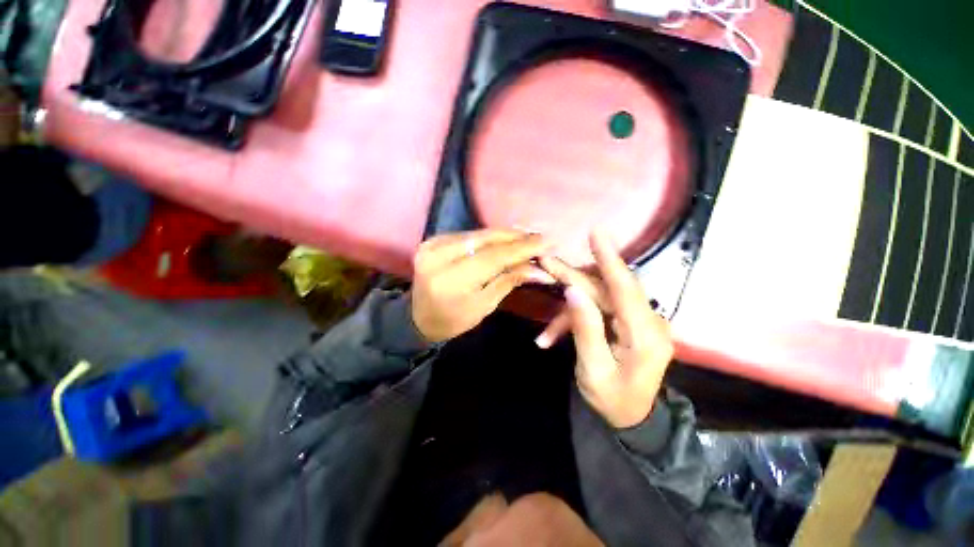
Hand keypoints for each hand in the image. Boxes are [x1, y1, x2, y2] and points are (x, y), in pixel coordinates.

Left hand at [411, 229, 555, 342]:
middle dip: (516, 237)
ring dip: (505, 235)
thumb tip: (540, 269)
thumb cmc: (453, 320)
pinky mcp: (432, 239)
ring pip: (478, 234)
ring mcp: (432, 244)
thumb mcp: (484, 306)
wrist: (418, 316)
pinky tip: (506, 238)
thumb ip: (509, 281)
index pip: (493, 257)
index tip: (547, 242)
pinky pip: (468, 234)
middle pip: (485, 239)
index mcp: (450, 280)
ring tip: (528, 237)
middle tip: (541, 237)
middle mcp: (438, 256)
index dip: (522, 248)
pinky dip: (489, 236)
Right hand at [535, 231, 673, 427]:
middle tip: (545, 264)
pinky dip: (574, 319)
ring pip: (598, 298)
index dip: (609, 258)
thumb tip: (573, 290)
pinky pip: (598, 309)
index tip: (596, 232)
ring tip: (545, 330)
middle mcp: (647, 321)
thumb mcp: (593, 369)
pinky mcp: (627, 322)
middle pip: (606, 289)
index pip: (626, 288)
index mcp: (645, 335)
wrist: (631, 419)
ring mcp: (638, 320)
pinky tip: (552, 336)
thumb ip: (585, 328)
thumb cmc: (613, 400)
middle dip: (573, 278)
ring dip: (569, 306)